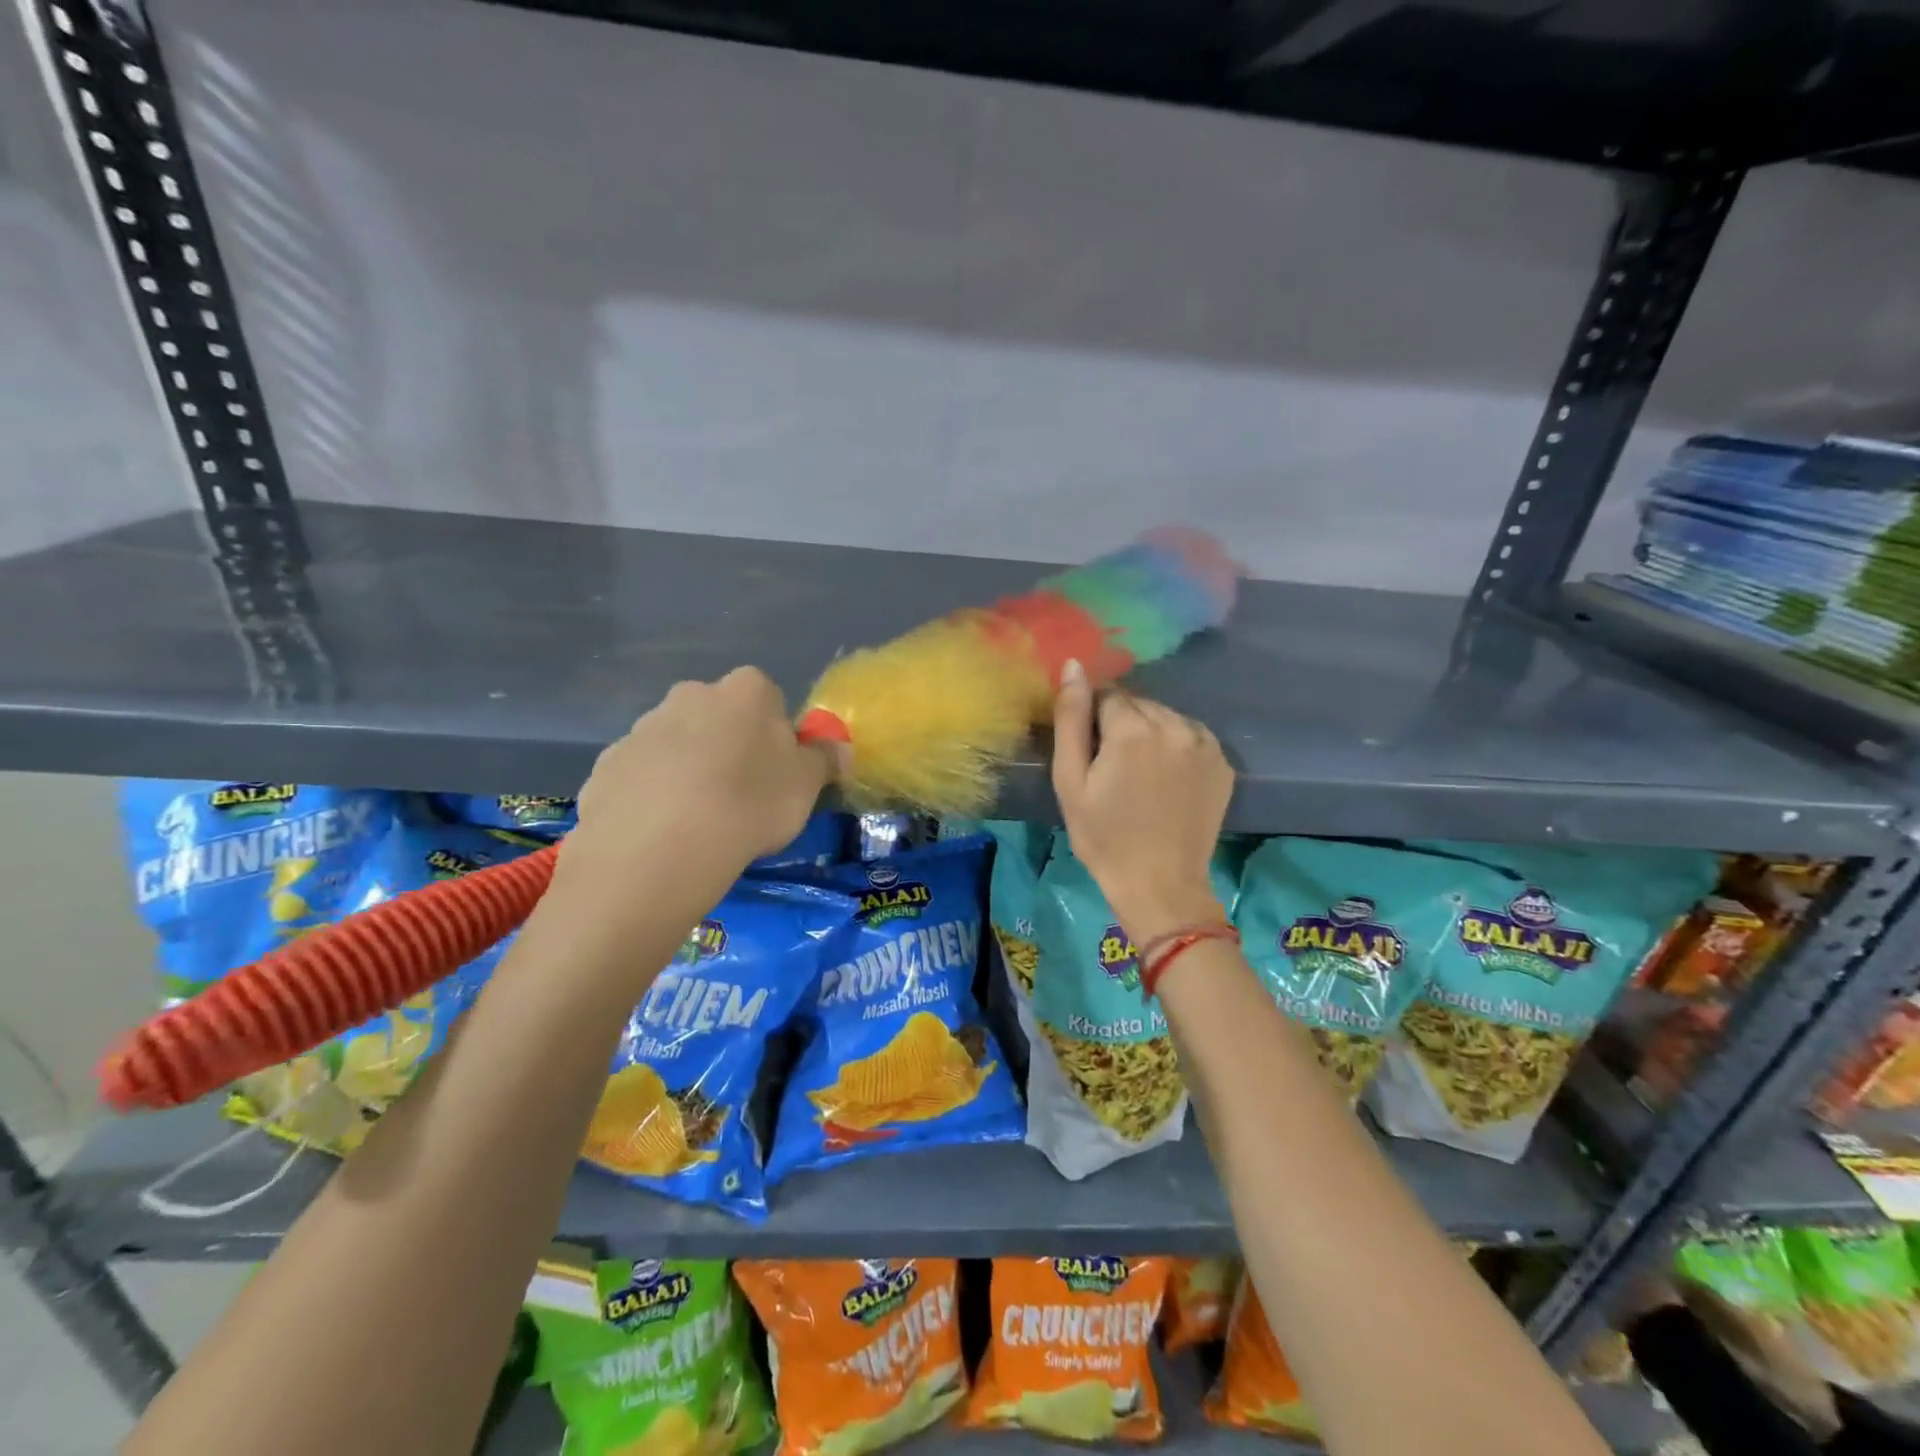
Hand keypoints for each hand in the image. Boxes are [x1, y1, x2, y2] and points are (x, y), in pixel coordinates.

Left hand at [563, 668, 836, 888]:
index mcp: (745, 691)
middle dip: (728, 747)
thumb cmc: (750, 804)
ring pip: (677, 745)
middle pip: (718, 717)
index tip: (777, 773)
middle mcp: (690, 695)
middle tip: (740, 797)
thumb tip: (837, 748)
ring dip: (689, 771)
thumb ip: (824, 760)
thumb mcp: (807, 786)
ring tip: (699, 823)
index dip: (776, 735)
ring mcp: (642, 728)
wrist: (659, 847)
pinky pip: (641, 776)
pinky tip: (663, 833)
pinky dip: (652, 796)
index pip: (769, 699)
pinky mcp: (607, 765)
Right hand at [1051, 659, 1233, 942]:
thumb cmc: (1104, 836)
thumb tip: (1073, 665)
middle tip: (1113, 768)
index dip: (1093, 721)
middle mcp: (1174, 724)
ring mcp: (1205, 742)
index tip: (1091, 754)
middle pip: (1138, 703)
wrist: (1160, 884)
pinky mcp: (1222, 762)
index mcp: (1133, 727)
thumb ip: (1070, 718)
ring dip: (1150, 733)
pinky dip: (1176, 747)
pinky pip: (1190, 736)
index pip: (1106, 695)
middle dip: (1122, 724)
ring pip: (1165, 717)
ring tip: (1141, 776)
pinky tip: (1167, 780)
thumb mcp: (1070, 780)